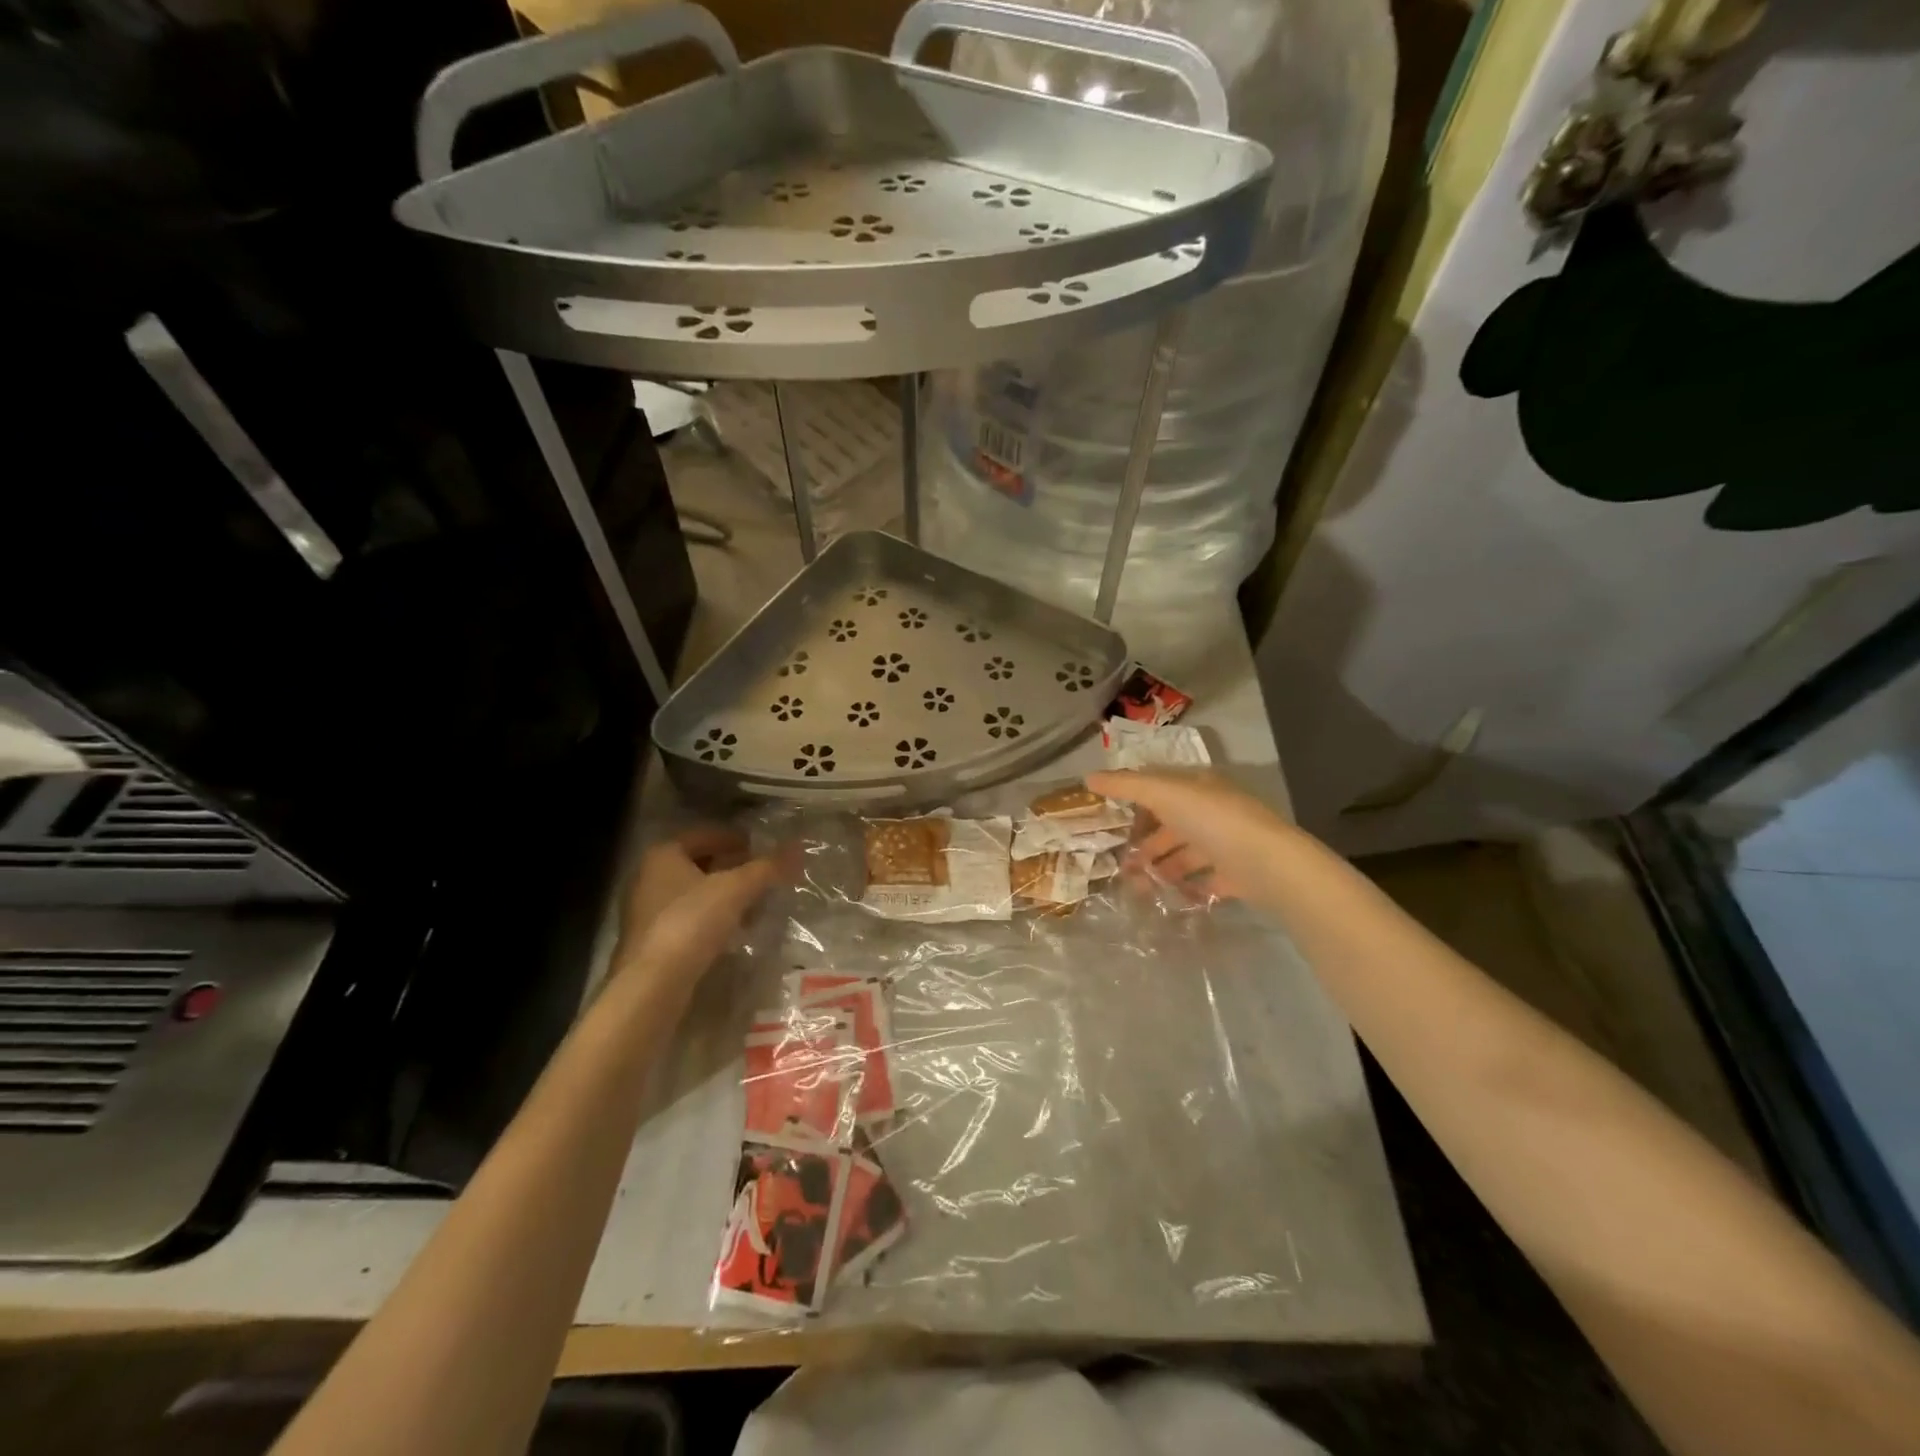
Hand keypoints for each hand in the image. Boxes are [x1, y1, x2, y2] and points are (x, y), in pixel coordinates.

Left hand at [613, 828, 780, 991]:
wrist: (654, 984)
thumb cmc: (691, 921)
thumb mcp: (736, 889)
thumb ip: (767, 868)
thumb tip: (798, 848)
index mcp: (663, 855)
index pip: (704, 835)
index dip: (734, 838)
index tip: (760, 847)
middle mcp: (649, 877)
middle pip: (699, 864)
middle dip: (732, 868)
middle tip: (761, 874)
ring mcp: (647, 911)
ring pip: (695, 893)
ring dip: (724, 895)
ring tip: (755, 903)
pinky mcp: (653, 941)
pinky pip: (690, 918)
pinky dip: (713, 918)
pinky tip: (735, 930)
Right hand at [1086, 769, 1294, 905]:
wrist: (1269, 865)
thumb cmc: (1213, 820)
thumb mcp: (1164, 794)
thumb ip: (1126, 786)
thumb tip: (1088, 777)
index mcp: (1198, 786)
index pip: (1160, 787)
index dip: (1132, 799)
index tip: (1107, 819)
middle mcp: (1213, 811)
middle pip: (1170, 824)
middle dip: (1144, 843)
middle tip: (1119, 863)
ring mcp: (1226, 844)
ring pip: (1184, 854)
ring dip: (1160, 867)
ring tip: (1137, 886)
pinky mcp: (1236, 875)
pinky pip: (1204, 880)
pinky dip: (1185, 888)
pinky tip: (1166, 897)